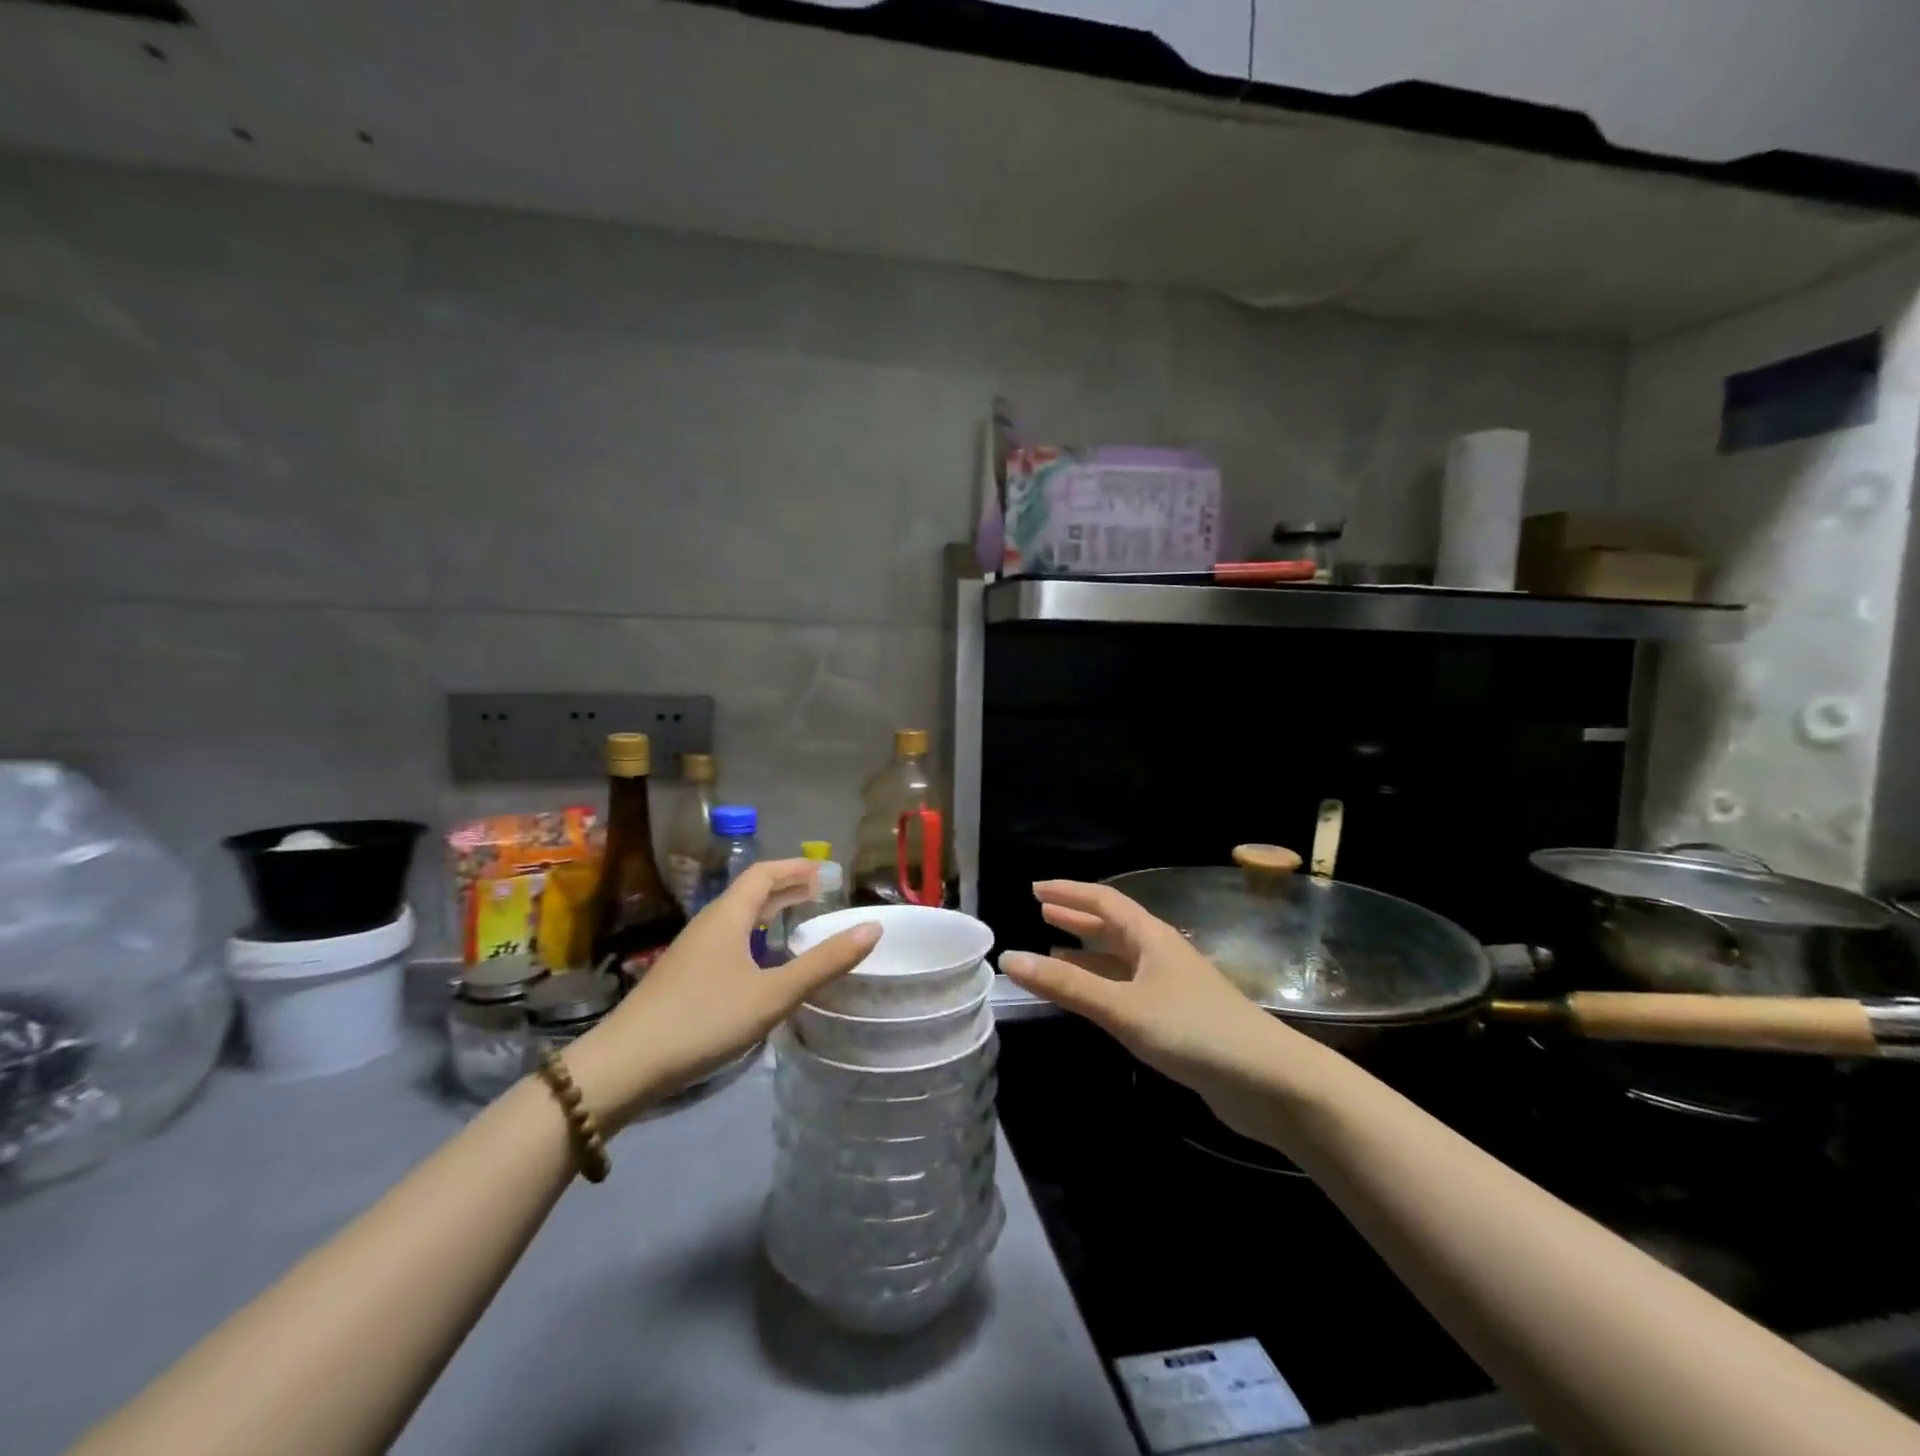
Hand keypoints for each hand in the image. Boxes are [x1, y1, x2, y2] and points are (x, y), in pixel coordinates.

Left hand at [566, 859, 879, 1128]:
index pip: (764, 873)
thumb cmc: (704, 1020)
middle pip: (749, 892)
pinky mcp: (682, 976)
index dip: (795, 867)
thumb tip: (872, 928)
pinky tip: (760, 962)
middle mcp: (708, 923)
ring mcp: (691, 950)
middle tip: (819, 892)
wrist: (625, 1065)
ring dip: (768, 911)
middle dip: (785, 887)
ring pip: (736, 917)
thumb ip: (824, 963)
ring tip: (796, 920)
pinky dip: (753, 935)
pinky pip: (727, 938)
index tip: (825, 871)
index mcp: (728, 916)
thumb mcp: (773, 994)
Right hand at [999, 880, 1309, 1129]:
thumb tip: (1009, 959)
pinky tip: (1089, 999)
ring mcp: (1171, 986)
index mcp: (1151, 937)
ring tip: (1053, 951)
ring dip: (1087, 953)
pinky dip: (1102, 985)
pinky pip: (1128, 988)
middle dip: (1077, 917)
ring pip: (1120, 960)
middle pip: (1113, 926)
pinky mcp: (1177, 1017)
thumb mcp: (1124, 1007)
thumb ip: (1067, 986)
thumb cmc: (1194, 1031)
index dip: (1069, 892)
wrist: (1269, 1082)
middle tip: (1042, 911)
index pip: (1104, 901)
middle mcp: (1161, 953)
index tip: (1036, 888)